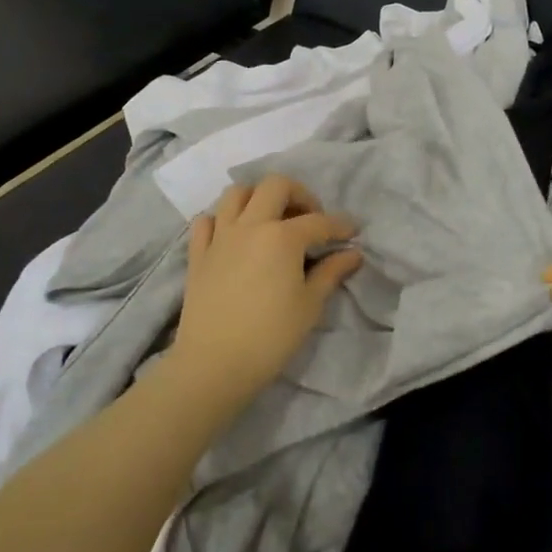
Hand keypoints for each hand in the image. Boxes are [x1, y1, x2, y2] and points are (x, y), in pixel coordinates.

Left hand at [171, 175, 362, 403]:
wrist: (214, 365)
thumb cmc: (271, 336)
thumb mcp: (310, 305)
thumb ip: (331, 273)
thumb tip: (353, 254)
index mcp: (282, 237)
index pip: (319, 221)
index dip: (340, 226)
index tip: (353, 233)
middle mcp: (250, 225)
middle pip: (275, 186)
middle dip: (299, 194)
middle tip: (310, 218)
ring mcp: (220, 237)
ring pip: (236, 193)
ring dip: (258, 197)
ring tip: (271, 219)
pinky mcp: (197, 254)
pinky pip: (206, 221)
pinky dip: (222, 219)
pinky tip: (234, 236)